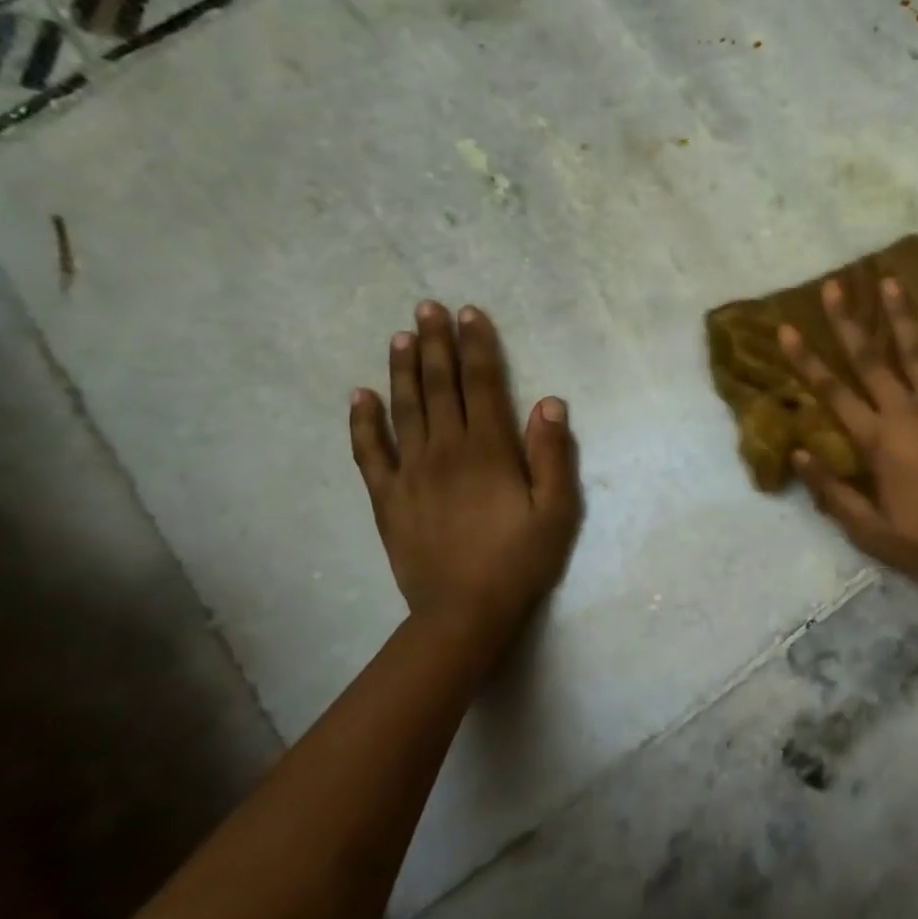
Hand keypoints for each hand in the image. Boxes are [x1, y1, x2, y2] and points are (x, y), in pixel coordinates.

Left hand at [349, 302, 581, 641]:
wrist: (464, 611)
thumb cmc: (520, 560)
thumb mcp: (557, 511)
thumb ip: (552, 455)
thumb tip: (549, 402)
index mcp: (489, 451)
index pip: (482, 385)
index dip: (477, 347)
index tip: (469, 313)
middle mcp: (445, 451)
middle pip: (440, 387)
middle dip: (436, 344)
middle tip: (426, 307)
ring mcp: (411, 473)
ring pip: (405, 409)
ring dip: (403, 369)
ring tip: (400, 336)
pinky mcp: (388, 497)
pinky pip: (369, 452)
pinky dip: (363, 422)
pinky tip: (360, 395)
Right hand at [779, 277, 917, 604]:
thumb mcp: (868, 531)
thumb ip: (831, 490)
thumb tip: (798, 453)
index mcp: (879, 442)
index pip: (833, 393)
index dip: (806, 361)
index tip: (786, 328)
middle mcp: (910, 414)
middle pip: (872, 361)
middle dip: (848, 322)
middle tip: (834, 286)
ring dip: (903, 315)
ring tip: (890, 280)